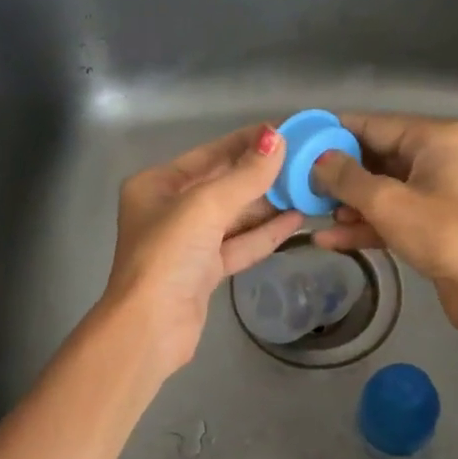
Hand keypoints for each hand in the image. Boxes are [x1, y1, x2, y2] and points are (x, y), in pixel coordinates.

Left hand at [100, 123, 304, 375]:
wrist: (150, 327)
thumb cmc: (169, 255)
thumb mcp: (207, 206)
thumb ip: (245, 175)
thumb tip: (277, 138)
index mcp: (157, 185)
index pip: (210, 154)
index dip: (246, 142)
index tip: (285, 131)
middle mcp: (169, 210)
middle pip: (222, 184)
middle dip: (261, 175)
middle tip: (304, 161)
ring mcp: (187, 243)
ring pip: (234, 216)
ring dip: (267, 205)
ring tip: (306, 188)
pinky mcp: (204, 271)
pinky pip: (239, 244)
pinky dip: (264, 233)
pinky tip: (295, 221)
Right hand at [310, 114, 457, 352]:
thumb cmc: (443, 234)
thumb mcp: (387, 202)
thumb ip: (347, 178)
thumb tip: (317, 160)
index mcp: (433, 138)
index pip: (372, 124)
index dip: (332, 133)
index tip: (297, 143)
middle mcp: (437, 156)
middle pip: (375, 157)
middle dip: (337, 174)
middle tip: (297, 184)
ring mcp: (437, 191)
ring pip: (381, 189)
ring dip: (347, 203)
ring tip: (310, 213)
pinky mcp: (433, 222)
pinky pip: (392, 214)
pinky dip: (365, 225)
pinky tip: (329, 239)